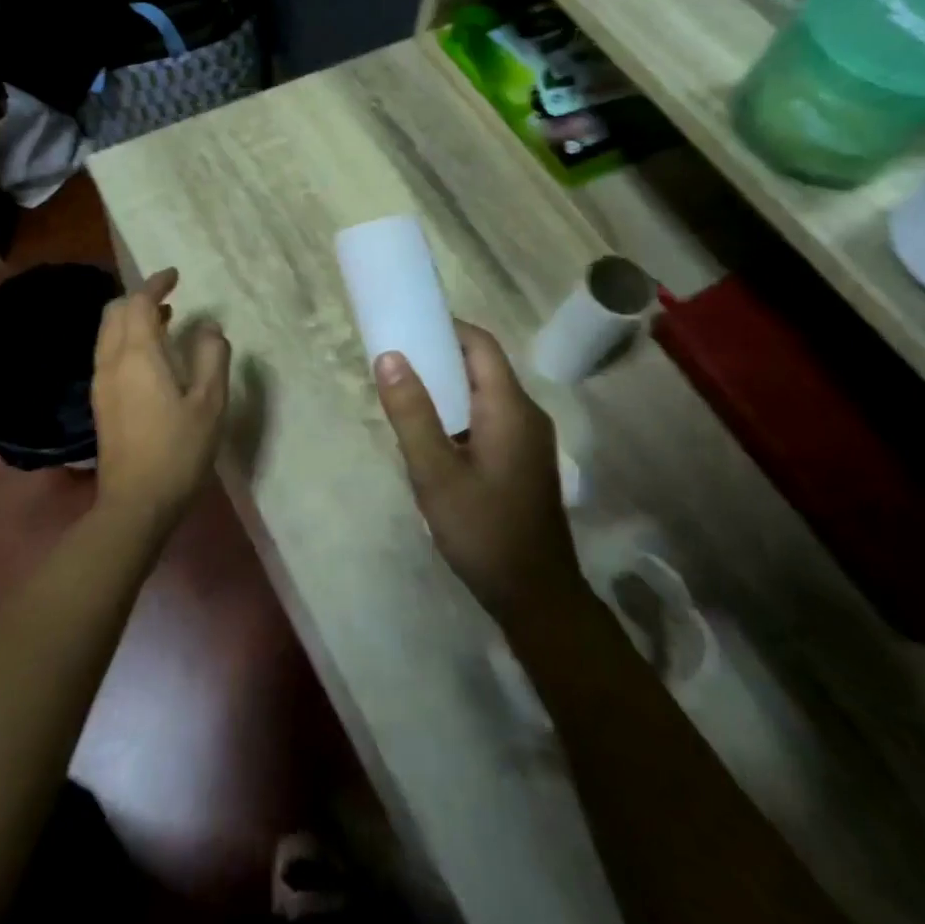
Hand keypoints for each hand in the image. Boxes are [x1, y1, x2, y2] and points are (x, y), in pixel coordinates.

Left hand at [92, 268, 230, 530]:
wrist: (135, 502)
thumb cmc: (178, 450)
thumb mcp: (209, 402)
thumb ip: (211, 357)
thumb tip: (208, 326)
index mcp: (138, 354)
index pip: (138, 302)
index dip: (155, 284)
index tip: (174, 276)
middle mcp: (111, 361)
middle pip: (114, 312)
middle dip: (139, 298)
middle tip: (169, 298)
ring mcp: (101, 382)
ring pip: (108, 333)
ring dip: (131, 319)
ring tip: (165, 322)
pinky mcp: (100, 402)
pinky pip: (108, 353)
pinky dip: (126, 340)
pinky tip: (151, 358)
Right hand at [374, 323, 584, 630]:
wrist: (535, 595)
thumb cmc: (484, 531)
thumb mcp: (436, 473)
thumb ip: (412, 413)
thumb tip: (389, 356)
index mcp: (509, 407)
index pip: (479, 344)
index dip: (444, 328)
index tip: (404, 328)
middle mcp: (526, 413)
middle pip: (482, 366)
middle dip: (438, 358)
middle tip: (394, 366)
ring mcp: (528, 438)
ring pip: (483, 394)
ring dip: (446, 389)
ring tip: (405, 399)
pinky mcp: (522, 460)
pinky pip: (488, 418)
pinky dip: (458, 414)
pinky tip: (431, 438)